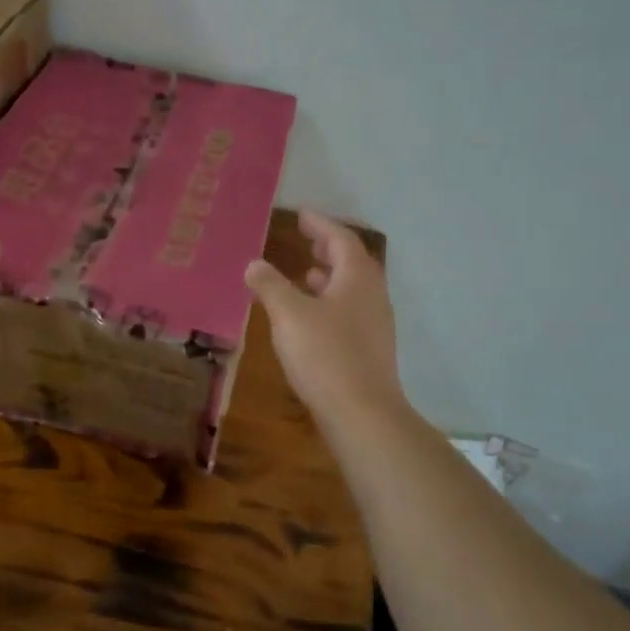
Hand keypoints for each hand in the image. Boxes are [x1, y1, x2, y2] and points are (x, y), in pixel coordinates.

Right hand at [245, 210, 404, 424]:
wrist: (363, 415)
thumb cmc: (325, 355)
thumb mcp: (289, 314)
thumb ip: (270, 285)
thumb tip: (254, 264)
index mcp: (357, 278)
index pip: (341, 239)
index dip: (321, 225)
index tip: (301, 215)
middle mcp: (372, 296)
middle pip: (352, 262)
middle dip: (329, 248)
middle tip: (306, 240)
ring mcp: (375, 325)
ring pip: (352, 289)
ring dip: (330, 277)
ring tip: (304, 275)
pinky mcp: (370, 350)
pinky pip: (350, 312)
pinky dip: (330, 302)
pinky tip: (310, 318)